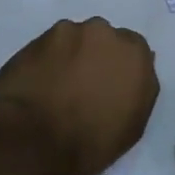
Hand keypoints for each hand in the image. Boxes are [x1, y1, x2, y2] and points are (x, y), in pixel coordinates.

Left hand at [0, 18, 159, 174]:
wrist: (36, 142)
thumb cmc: (92, 143)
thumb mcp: (133, 124)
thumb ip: (138, 88)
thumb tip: (130, 74)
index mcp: (134, 53)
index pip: (133, 49)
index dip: (120, 67)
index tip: (110, 84)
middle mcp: (104, 32)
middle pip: (102, 38)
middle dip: (95, 55)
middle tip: (83, 84)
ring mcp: (68, 31)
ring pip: (73, 39)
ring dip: (69, 55)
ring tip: (56, 85)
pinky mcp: (36, 38)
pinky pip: (47, 46)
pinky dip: (45, 60)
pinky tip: (37, 82)